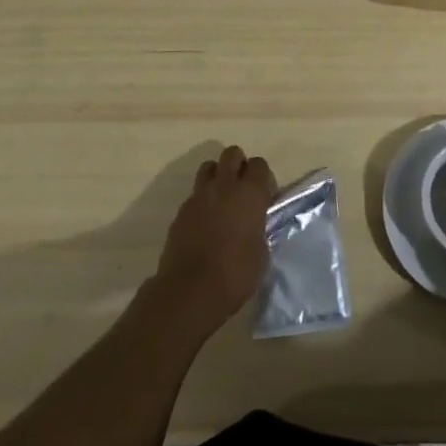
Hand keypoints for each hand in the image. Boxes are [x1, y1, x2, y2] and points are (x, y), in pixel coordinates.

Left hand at [150, 145, 276, 340]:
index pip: (260, 165)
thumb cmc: (236, 274)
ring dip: (217, 177)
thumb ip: (258, 228)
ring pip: (208, 167)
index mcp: (250, 193)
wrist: (191, 291)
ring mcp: (199, 196)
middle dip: (238, 166)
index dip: (263, 178)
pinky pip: (194, 194)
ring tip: (221, 201)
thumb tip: (253, 225)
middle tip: (242, 191)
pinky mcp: (181, 211)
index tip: (264, 197)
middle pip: (232, 154)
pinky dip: (201, 202)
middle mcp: (224, 186)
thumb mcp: (261, 252)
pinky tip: (204, 224)